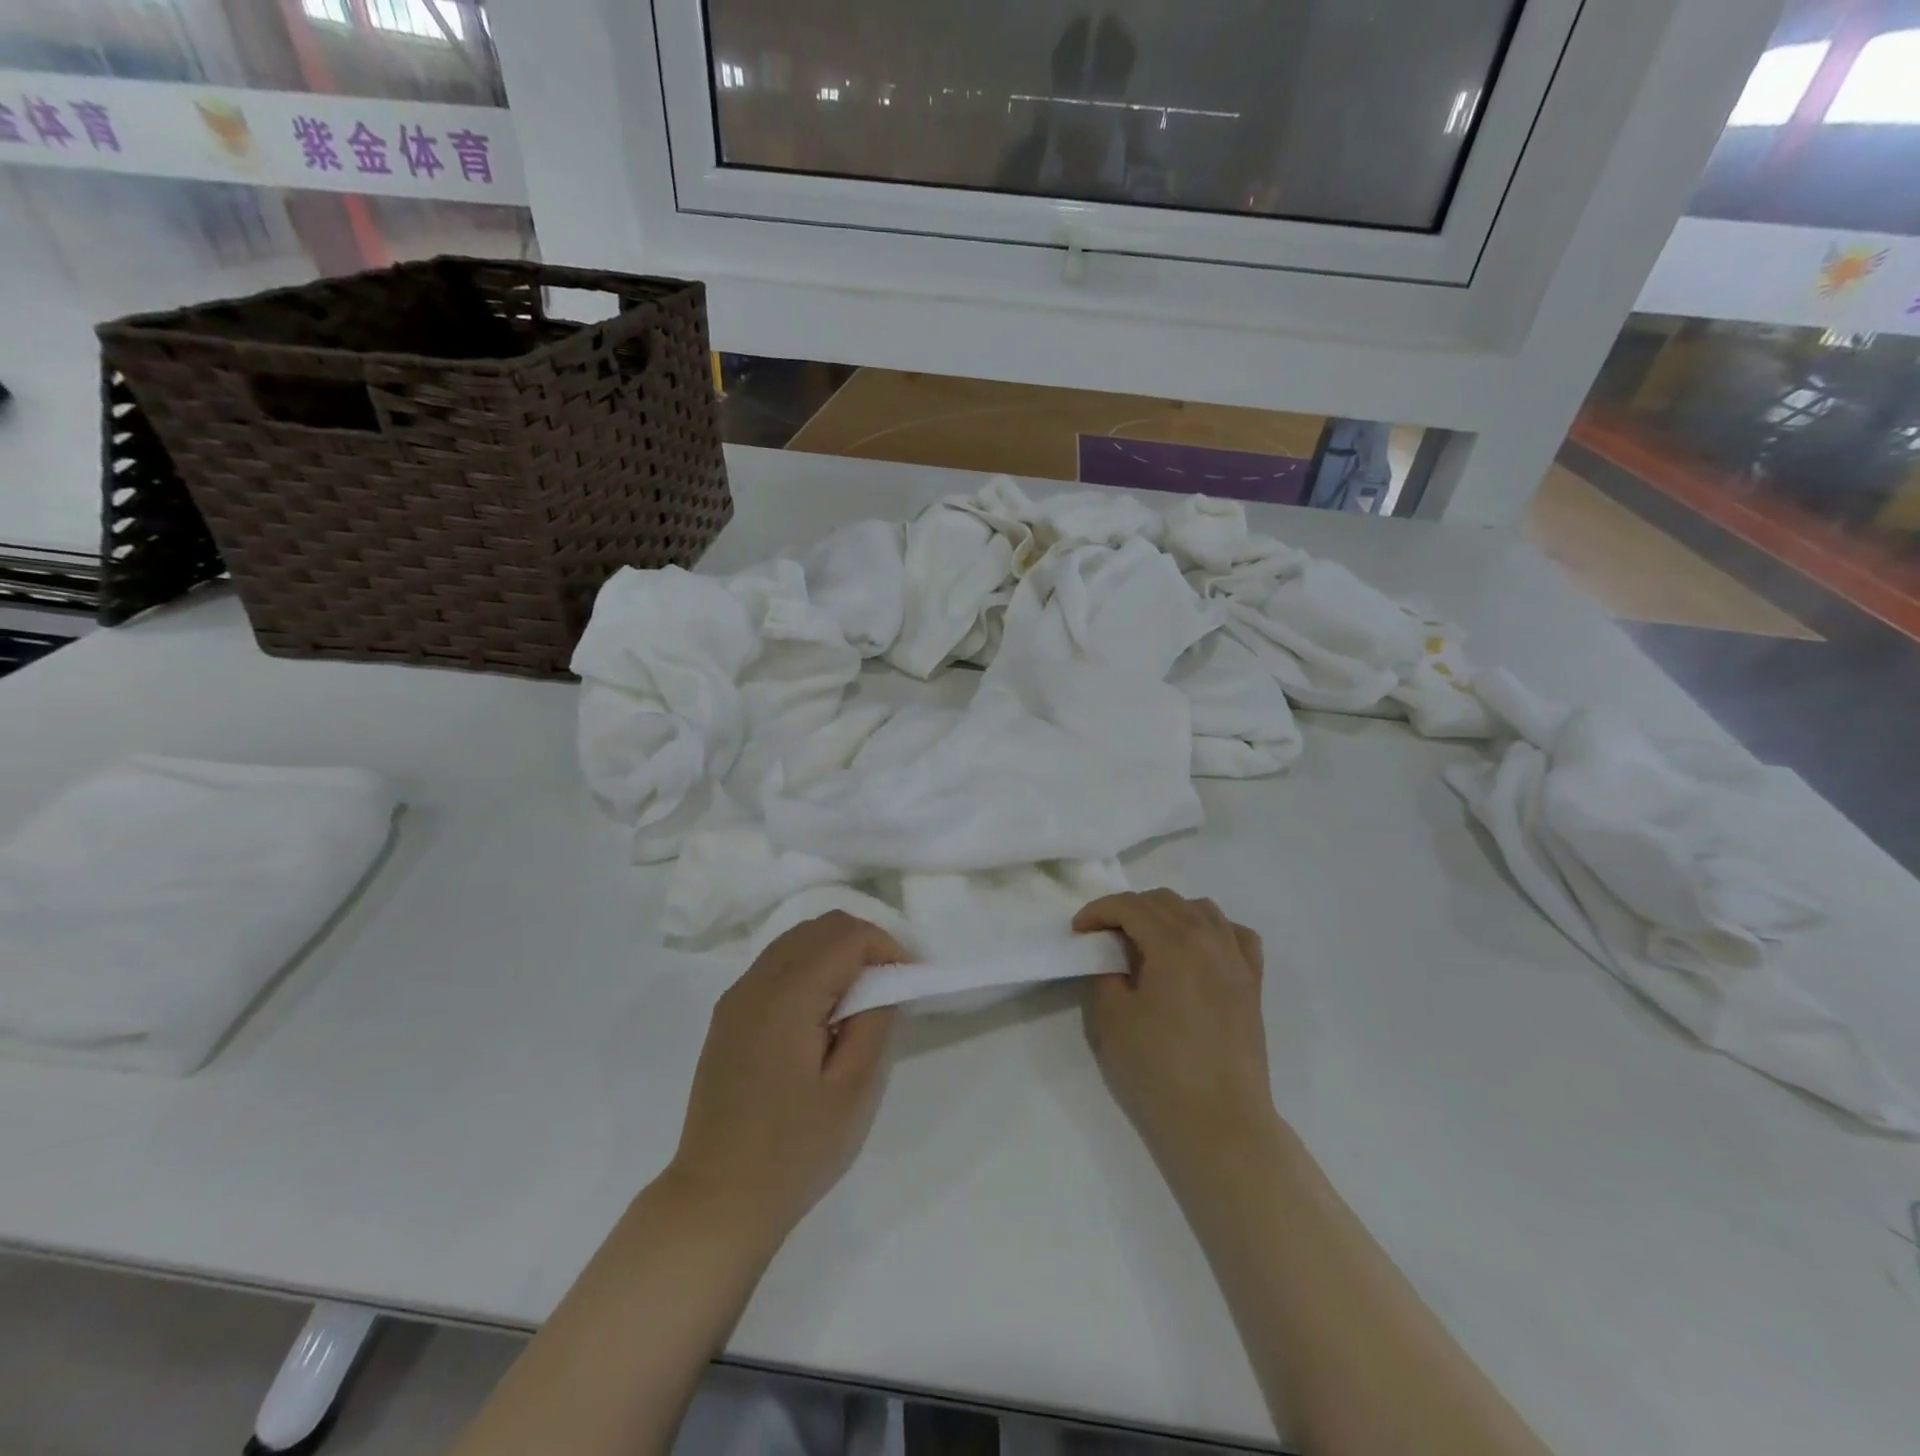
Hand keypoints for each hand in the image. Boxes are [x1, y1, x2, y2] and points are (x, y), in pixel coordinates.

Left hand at [666, 911, 905, 1249]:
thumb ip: (875, 1021)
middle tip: (893, 983)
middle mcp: (756, 983)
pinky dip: (811, 966)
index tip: (911, 979)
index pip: (846, 936)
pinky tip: (825, 1010)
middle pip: (820, 926)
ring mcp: (737, 998)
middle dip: (864, 942)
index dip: (887, 946)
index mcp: (787, 997)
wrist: (717, 1200)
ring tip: (864, 995)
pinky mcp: (729, 1016)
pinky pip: (777, 964)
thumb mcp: (853, 1090)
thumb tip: (884, 981)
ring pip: (796, 940)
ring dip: (837, 951)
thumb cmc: (794, 1151)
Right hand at [1073, 890, 1272, 1168]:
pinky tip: (1198, 949)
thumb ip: (1106, 973)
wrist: (1219, 1123)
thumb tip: (1112, 957)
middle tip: (1105, 937)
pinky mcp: (1253, 984)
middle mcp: (1210, 939)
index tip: (1078, 931)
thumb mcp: (1111, 1019)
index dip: (1098, 911)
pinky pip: (1236, 935)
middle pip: (1164, 901)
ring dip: (1169, 913)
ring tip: (1149, 940)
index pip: (1130, 906)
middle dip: (1129, 910)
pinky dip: (1212, 929)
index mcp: (1174, 943)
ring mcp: (1237, 961)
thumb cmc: (1158, 1071)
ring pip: (1202, 909)